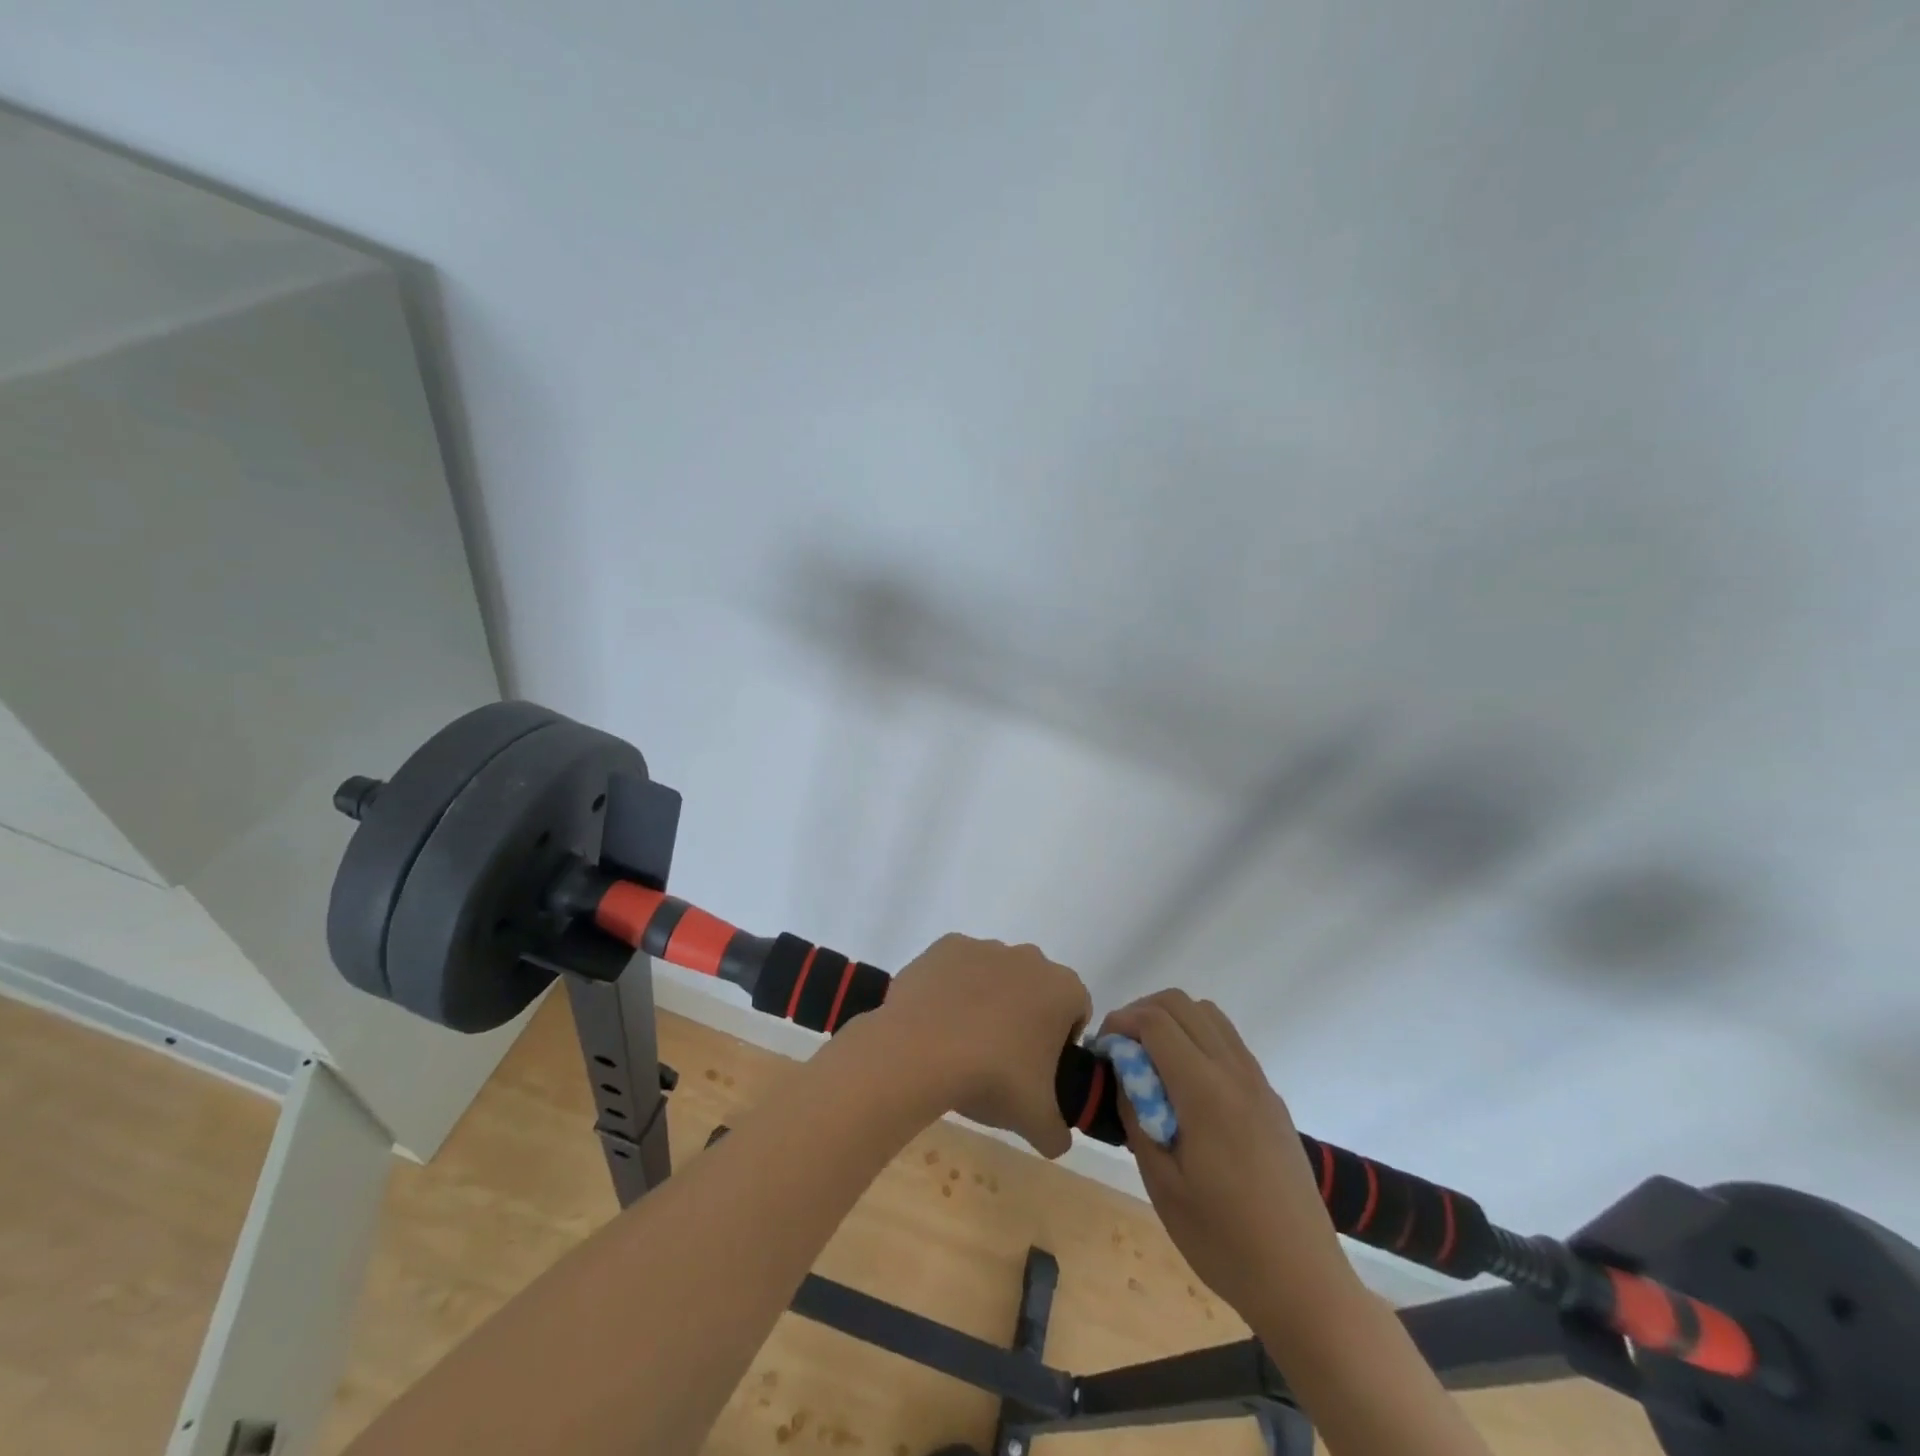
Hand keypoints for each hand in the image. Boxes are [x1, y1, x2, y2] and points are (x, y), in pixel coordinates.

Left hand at [873, 934, 1090, 1157]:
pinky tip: (938, 1020)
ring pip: (996, 975)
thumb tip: (1057, 1139)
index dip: (1063, 1041)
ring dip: (988, 1000)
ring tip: (963, 1043)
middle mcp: (1028, 957)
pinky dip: (952, 988)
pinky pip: (957, 968)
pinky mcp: (946, 946)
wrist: (921, 1050)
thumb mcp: (1036, 1122)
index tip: (1040, 1069)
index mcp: (1062, 989)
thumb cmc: (992, 1078)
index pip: (1077, 1011)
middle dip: (1025, 1017)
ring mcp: (985, 947)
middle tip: (1003, 1059)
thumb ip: (1058, 1132)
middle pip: (1035, 989)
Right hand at [1100, 991, 1360, 1328]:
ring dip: (1173, 1022)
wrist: (1304, 1283)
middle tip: (1121, 1051)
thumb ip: (1137, 1117)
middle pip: (1182, 1004)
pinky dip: (1198, 1040)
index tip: (1102, 1049)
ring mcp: (1258, 1082)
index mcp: (1205, 1092)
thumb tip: (1124, 1075)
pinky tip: (1186, 1087)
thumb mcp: (1162, 1184)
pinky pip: (1229, 1042)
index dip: (1120, 1022)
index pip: (1156, 1021)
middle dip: (1142, 1013)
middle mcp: (1235, 1072)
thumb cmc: (1223, 1241)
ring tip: (1151, 1063)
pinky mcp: (1271, 1099)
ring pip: (1209, 1015)